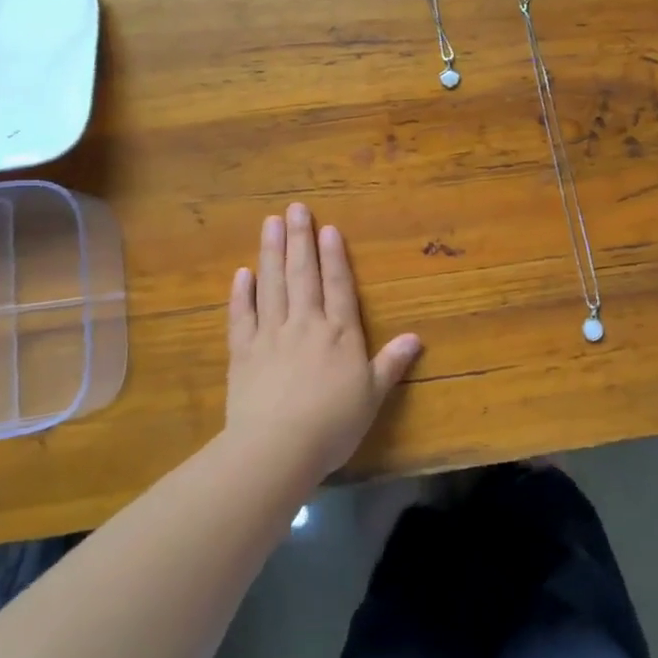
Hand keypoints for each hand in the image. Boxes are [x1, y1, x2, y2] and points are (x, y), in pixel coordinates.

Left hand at [225, 203, 422, 479]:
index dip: (334, 256)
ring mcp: (270, 335)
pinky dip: (241, 294)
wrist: (276, 448)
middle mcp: (305, 324)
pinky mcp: (242, 352)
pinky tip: (242, 273)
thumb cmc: (332, 424)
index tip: (327, 228)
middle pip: (303, 275)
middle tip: (295, 208)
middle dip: (300, 240)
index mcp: (339, 334)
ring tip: (270, 223)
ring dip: (271, 252)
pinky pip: (241, 316)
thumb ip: (391, 364)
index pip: (338, 286)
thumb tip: (416, 337)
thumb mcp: (372, 396)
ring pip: (271, 285)